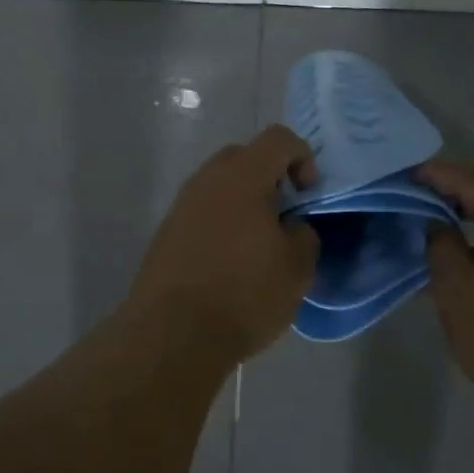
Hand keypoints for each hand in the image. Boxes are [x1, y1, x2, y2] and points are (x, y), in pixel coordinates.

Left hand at [127, 125, 320, 363]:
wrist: (173, 334)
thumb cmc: (244, 294)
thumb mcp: (297, 268)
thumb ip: (303, 234)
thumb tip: (290, 227)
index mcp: (242, 177)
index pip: (278, 138)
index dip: (302, 157)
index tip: (307, 195)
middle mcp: (207, 180)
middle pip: (244, 157)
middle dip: (270, 178)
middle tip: (283, 216)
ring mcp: (181, 205)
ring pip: (220, 186)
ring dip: (243, 203)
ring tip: (257, 245)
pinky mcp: (165, 232)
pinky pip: (202, 212)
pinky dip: (221, 223)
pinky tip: (229, 263)